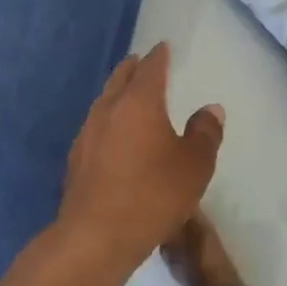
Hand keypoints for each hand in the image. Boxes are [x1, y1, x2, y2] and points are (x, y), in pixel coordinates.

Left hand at [58, 43, 224, 270]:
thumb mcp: (194, 165)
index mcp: (139, 102)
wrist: (95, 238)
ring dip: (117, 93)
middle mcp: (109, 110)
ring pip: (104, 102)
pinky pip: (95, 127)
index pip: (150, 68)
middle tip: (141, 62)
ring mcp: (87, 134)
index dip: (159, 56)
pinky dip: (108, 120)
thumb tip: (211, 110)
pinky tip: (113, 136)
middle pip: (120, 79)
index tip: (163, 47)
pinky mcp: (75, 160)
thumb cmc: (153, 194)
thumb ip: (205, 134)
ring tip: (128, 95)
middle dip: (132, 68)